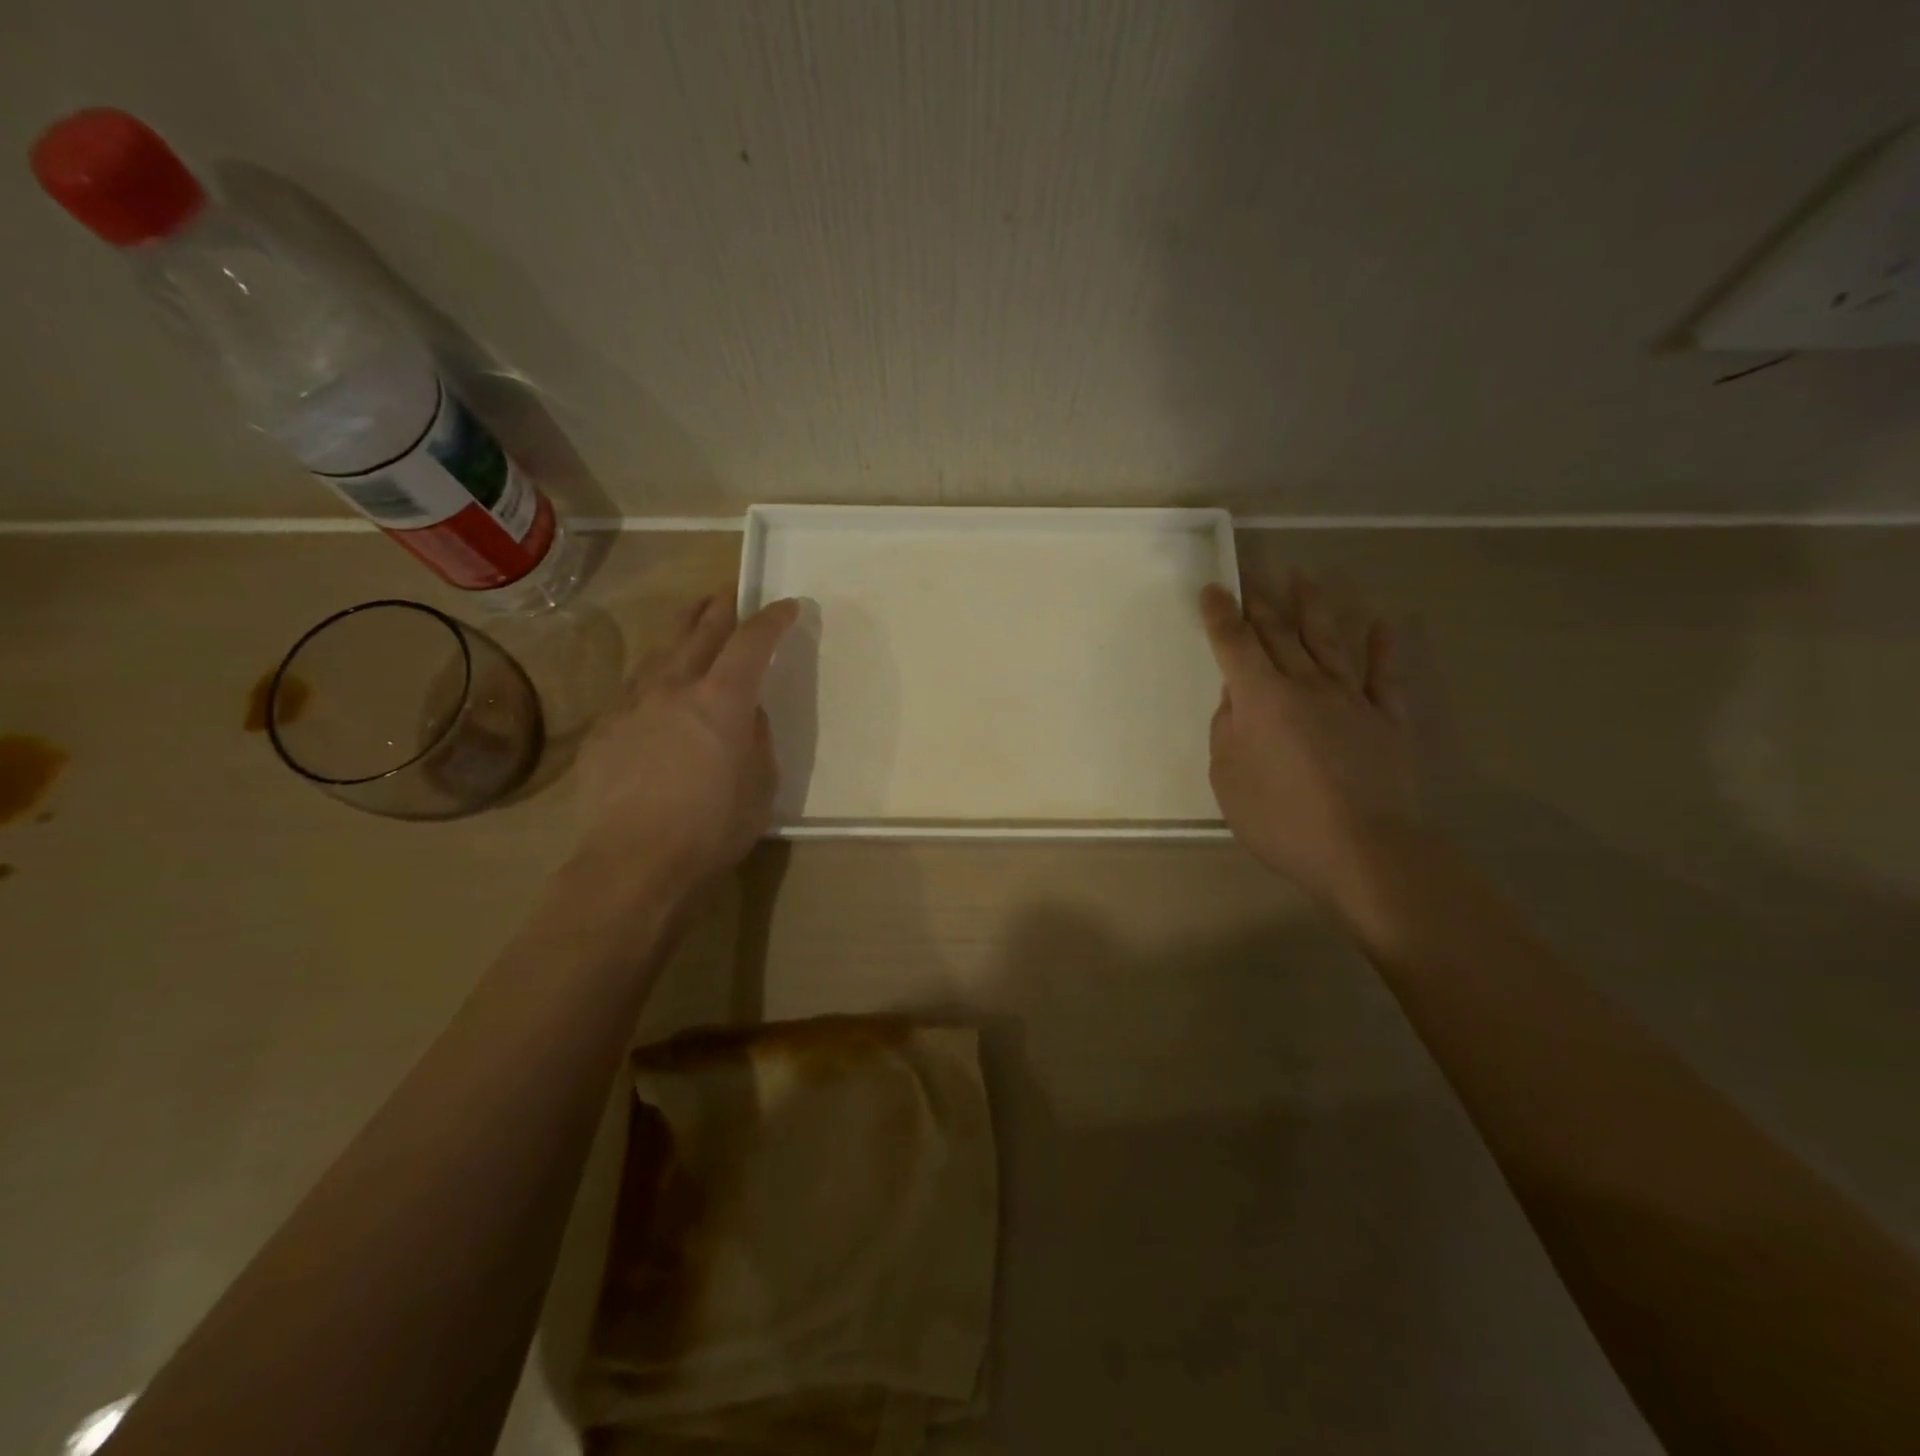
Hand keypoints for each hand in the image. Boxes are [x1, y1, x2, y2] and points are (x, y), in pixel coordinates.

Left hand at [573, 593, 798, 892]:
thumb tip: (745, 715)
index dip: (772, 620)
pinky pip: (634, 689)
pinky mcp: (605, 730)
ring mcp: (633, 705)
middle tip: (729, 593)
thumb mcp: (761, 784)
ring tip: (691, 624)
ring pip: (660, 653)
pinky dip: (653, 677)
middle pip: (699, 632)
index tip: (787, 607)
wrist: (634, 862)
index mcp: (722, 699)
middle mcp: (675, 687)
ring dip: (681, 633)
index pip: (752, 642)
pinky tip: (655, 689)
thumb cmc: (714, 827)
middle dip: (719, 608)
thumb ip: (756, 738)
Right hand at [1200, 576, 1419, 910]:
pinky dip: (1385, 647)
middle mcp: (1306, 685)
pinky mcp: (1389, 719)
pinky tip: (1385, 624)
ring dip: (1316, 607)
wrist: (1366, 851)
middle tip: (1251, 576)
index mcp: (1262, 699)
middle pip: (1280, 634)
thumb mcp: (1228, 780)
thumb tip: (1235, 699)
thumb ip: (1226, 732)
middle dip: (1261, 603)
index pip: (1235, 646)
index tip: (1213, 588)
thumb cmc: (1282, 820)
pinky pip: (1386, 675)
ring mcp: (1352, 698)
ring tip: (1307, 577)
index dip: (1220, 616)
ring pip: (1331, 641)